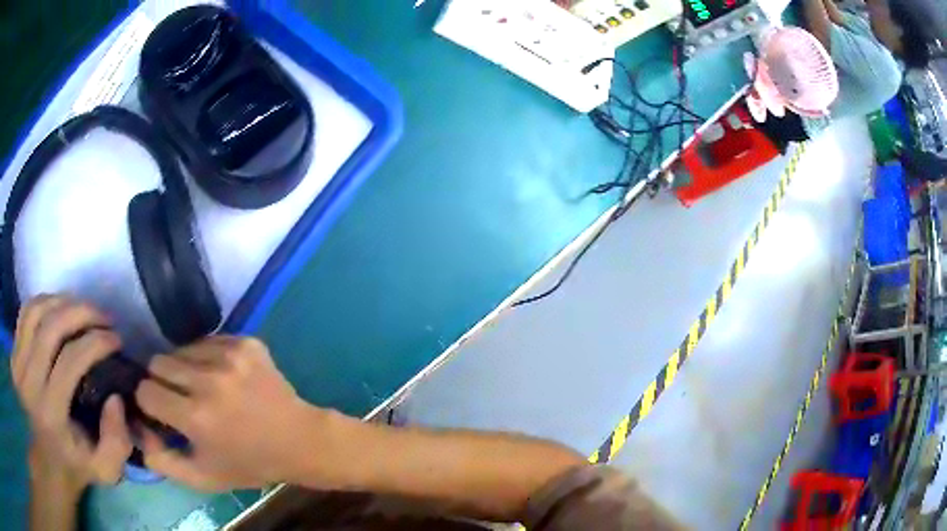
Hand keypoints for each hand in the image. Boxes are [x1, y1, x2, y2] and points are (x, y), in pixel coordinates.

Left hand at [11, 295, 132, 494]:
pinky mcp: (13, 353)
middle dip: (81, 312)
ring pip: (36, 312)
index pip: (70, 360)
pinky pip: (26, 313)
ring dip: (62, 302)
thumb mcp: (105, 470)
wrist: (48, 462)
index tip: (117, 339)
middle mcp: (29, 382)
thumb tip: (115, 398)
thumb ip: (117, 442)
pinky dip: (44, 302)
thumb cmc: (76, 464)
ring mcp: (18, 364)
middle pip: (51, 327)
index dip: (96, 342)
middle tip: (103, 315)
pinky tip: (58, 309)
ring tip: (82, 308)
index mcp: (51, 413)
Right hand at [137, 336, 316, 490]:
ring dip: (183, 367)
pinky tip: (222, 377)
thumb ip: (161, 459)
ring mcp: (230, 356)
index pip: (145, 390)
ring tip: (201, 388)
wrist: (299, 440)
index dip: (149, 402)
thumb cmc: (248, 464)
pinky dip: (206, 357)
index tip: (160, 410)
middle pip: (158, 362)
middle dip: (161, 381)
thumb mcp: (202, 477)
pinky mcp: (246, 342)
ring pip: (180, 349)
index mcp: (196, 417)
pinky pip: (207, 340)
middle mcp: (209, 380)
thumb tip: (135, 427)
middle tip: (179, 398)